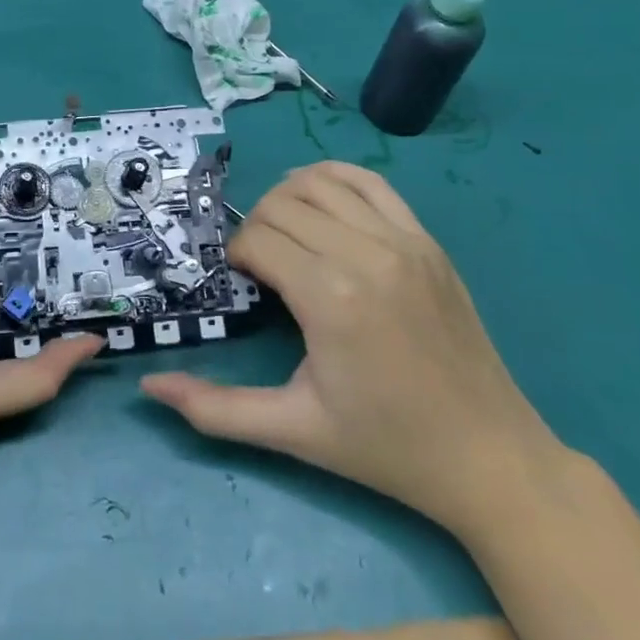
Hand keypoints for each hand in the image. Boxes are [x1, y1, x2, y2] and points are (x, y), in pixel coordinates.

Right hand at [142, 163, 565, 540]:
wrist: (490, 458)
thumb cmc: (386, 447)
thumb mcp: (293, 430)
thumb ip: (216, 408)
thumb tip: (149, 389)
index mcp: (331, 298)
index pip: (258, 240)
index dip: (237, 257)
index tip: (244, 287)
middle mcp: (366, 254)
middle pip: (282, 205)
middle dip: (256, 229)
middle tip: (260, 269)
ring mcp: (404, 241)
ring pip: (320, 183)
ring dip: (288, 200)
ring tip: (287, 237)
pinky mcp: (427, 241)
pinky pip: (371, 182)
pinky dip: (334, 180)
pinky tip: (322, 207)